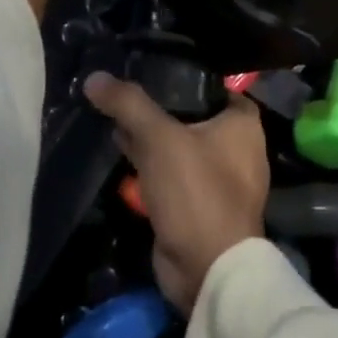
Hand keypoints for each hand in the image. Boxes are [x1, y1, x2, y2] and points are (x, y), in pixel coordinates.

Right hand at [84, 73, 268, 313]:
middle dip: (157, 108)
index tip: (145, 69)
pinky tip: (122, 154)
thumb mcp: (159, 138)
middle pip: (190, 115)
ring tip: (113, 118)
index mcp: (242, 125)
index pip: (209, 86)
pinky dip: (151, 165)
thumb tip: (94, 78)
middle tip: (121, 94)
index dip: (179, 77)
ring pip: (178, 146)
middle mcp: (238, 148)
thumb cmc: (195, 191)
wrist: (207, 268)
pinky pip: (173, 174)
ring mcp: (219, 180)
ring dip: (150, 138)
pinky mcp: (199, 205)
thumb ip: (128, 104)